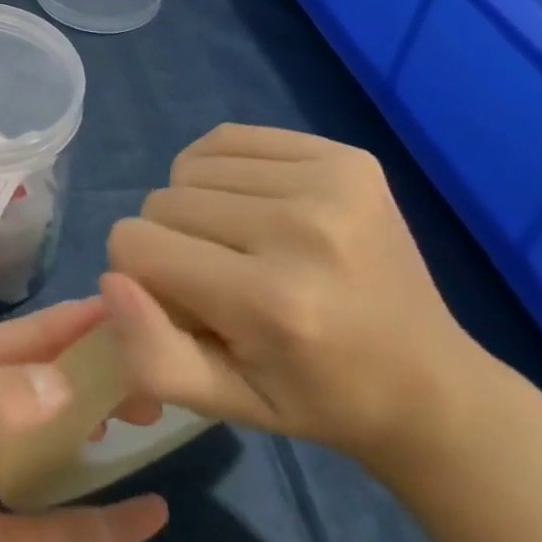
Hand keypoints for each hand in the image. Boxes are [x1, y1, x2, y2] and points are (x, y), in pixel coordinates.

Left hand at [0, 299, 167, 541]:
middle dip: (78, 376)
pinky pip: (49, 525)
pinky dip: (95, 521)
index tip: (115, 308)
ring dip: (88, 434)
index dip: (53, 327)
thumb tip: (60, 377)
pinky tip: (147, 514)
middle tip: (147, 368)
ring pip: (38, 446)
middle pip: (20, 388)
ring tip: (150, 415)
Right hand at [103, 123, 485, 470]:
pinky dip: (222, 170)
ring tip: (243, 244)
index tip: (184, 303)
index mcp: (272, 302)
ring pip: (188, 167)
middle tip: (221, 280)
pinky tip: (257, 207)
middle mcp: (302, 229)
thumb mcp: (226, 402)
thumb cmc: (315, 397)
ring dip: (197, 205)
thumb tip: (109, 280)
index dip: (142, 273)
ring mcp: (329, 182)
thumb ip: (152, 354)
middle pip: (161, 201)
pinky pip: (226, 138)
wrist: (432, 384)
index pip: (134, 243)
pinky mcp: (344, 155)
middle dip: (170, 240)